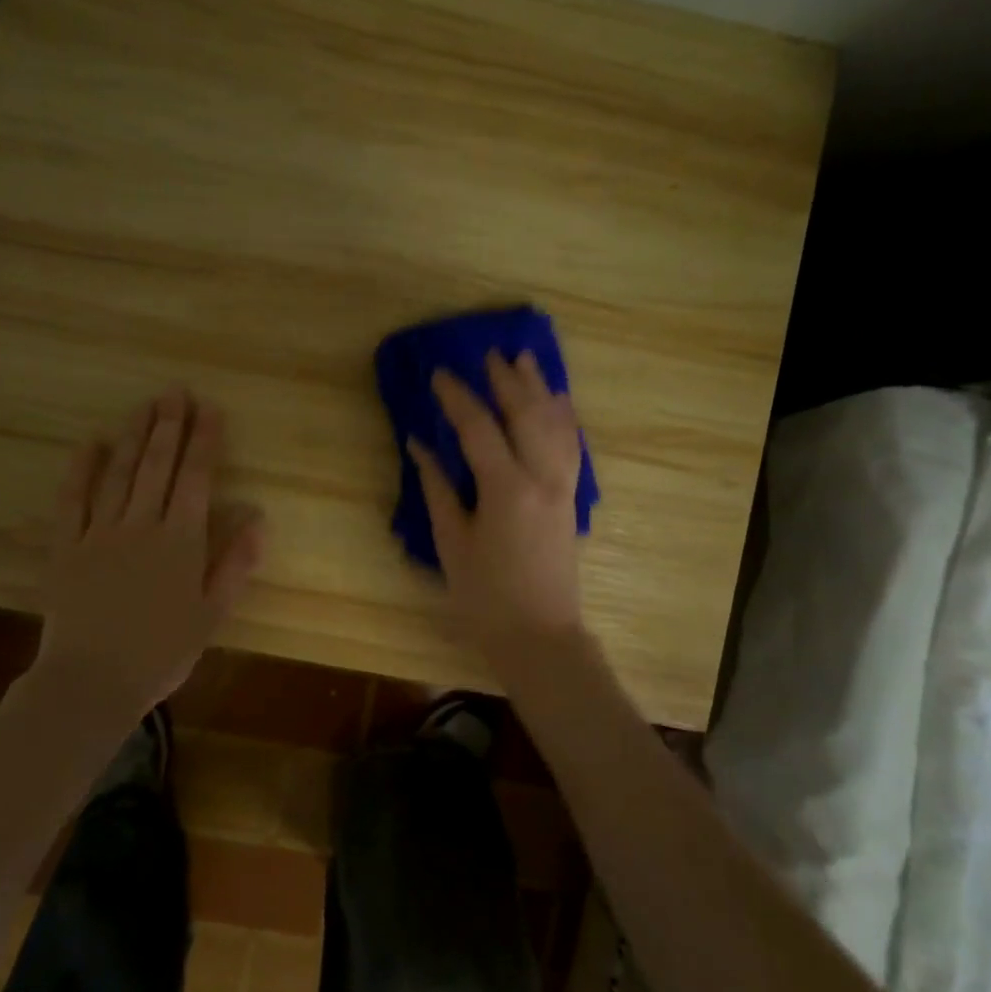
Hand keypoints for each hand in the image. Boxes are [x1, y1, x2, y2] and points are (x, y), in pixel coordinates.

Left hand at [32, 389, 265, 713]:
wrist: (92, 681)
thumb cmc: (162, 651)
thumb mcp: (213, 613)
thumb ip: (236, 563)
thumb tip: (259, 517)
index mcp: (182, 540)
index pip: (197, 478)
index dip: (205, 441)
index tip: (211, 409)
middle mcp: (142, 524)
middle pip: (158, 465)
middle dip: (169, 425)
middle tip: (175, 391)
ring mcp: (100, 532)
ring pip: (120, 473)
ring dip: (133, 436)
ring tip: (145, 405)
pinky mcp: (66, 546)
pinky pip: (72, 499)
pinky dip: (81, 469)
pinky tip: (90, 443)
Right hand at [407, 350, 587, 664]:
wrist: (540, 636)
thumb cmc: (485, 598)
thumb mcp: (452, 544)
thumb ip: (437, 489)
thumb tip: (419, 446)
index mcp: (506, 489)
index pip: (479, 428)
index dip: (457, 398)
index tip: (439, 374)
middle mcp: (541, 478)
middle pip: (527, 414)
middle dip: (507, 381)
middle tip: (488, 355)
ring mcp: (563, 488)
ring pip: (556, 424)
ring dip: (540, 389)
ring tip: (525, 361)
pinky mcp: (571, 499)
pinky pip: (571, 446)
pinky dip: (563, 418)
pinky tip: (558, 403)